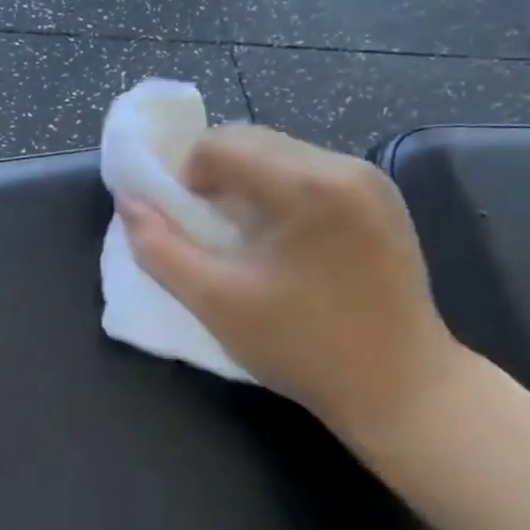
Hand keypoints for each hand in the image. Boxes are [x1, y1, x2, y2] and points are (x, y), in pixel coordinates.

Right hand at [116, 126, 462, 437]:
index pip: (217, 145)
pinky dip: (274, 194)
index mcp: (308, 186)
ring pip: (276, 154)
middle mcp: (344, 167)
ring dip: (241, 185)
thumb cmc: (301, 346)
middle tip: (203, 233)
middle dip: (210, 178)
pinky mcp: (380, 200)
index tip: (180, 226)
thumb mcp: (214, 301)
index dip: (181, 178)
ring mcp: (370, 181)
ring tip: (238, 239)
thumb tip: (128, 203)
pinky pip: (306, 173)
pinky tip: (275, 242)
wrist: (401, 387)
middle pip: (249, 141)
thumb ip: (159, 248)